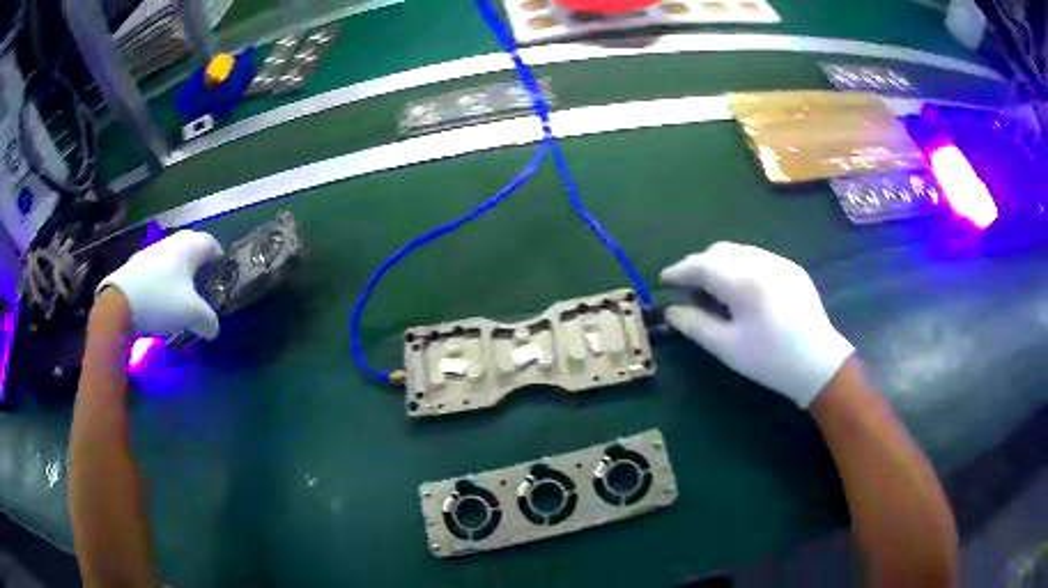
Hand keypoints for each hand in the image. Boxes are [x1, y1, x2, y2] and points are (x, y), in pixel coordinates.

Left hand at [96, 230, 223, 338]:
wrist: (119, 304)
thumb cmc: (161, 301)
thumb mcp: (192, 315)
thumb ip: (209, 320)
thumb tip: (214, 329)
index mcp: (188, 248)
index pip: (211, 243)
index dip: (218, 257)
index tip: (219, 274)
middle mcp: (171, 243)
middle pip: (190, 244)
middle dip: (198, 260)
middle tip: (201, 281)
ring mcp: (151, 251)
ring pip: (172, 254)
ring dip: (179, 268)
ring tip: (180, 291)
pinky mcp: (136, 264)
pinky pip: (156, 265)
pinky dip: (162, 276)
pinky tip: (159, 296)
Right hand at [660, 242, 852, 407]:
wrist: (819, 364)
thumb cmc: (771, 360)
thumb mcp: (728, 348)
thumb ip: (695, 325)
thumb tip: (670, 311)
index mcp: (746, 282)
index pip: (703, 264)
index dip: (680, 270)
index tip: (664, 279)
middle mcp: (763, 262)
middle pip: (721, 251)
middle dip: (700, 264)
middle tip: (689, 288)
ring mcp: (781, 263)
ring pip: (740, 251)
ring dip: (721, 264)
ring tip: (714, 289)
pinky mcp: (793, 269)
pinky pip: (759, 258)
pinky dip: (741, 267)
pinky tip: (743, 290)